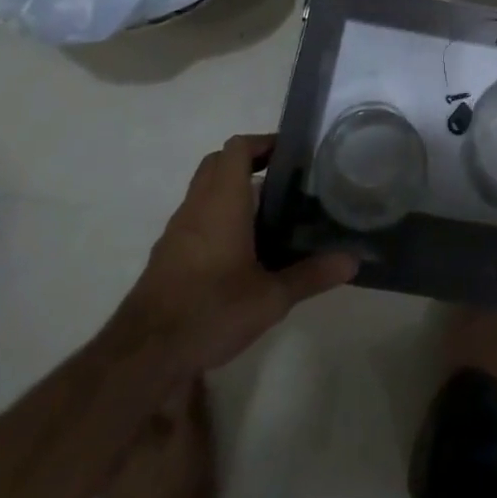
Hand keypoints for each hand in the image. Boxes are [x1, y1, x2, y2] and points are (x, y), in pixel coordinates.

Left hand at [114, 134, 357, 372]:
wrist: (142, 355)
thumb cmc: (210, 310)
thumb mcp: (271, 298)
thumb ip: (311, 275)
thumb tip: (353, 260)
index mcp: (223, 200)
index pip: (238, 147)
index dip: (263, 142)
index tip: (289, 153)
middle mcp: (197, 205)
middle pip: (218, 162)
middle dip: (247, 162)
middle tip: (279, 179)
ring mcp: (177, 231)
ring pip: (203, 190)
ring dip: (229, 190)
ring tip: (263, 214)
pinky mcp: (165, 256)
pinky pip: (193, 219)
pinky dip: (214, 218)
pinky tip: (234, 252)